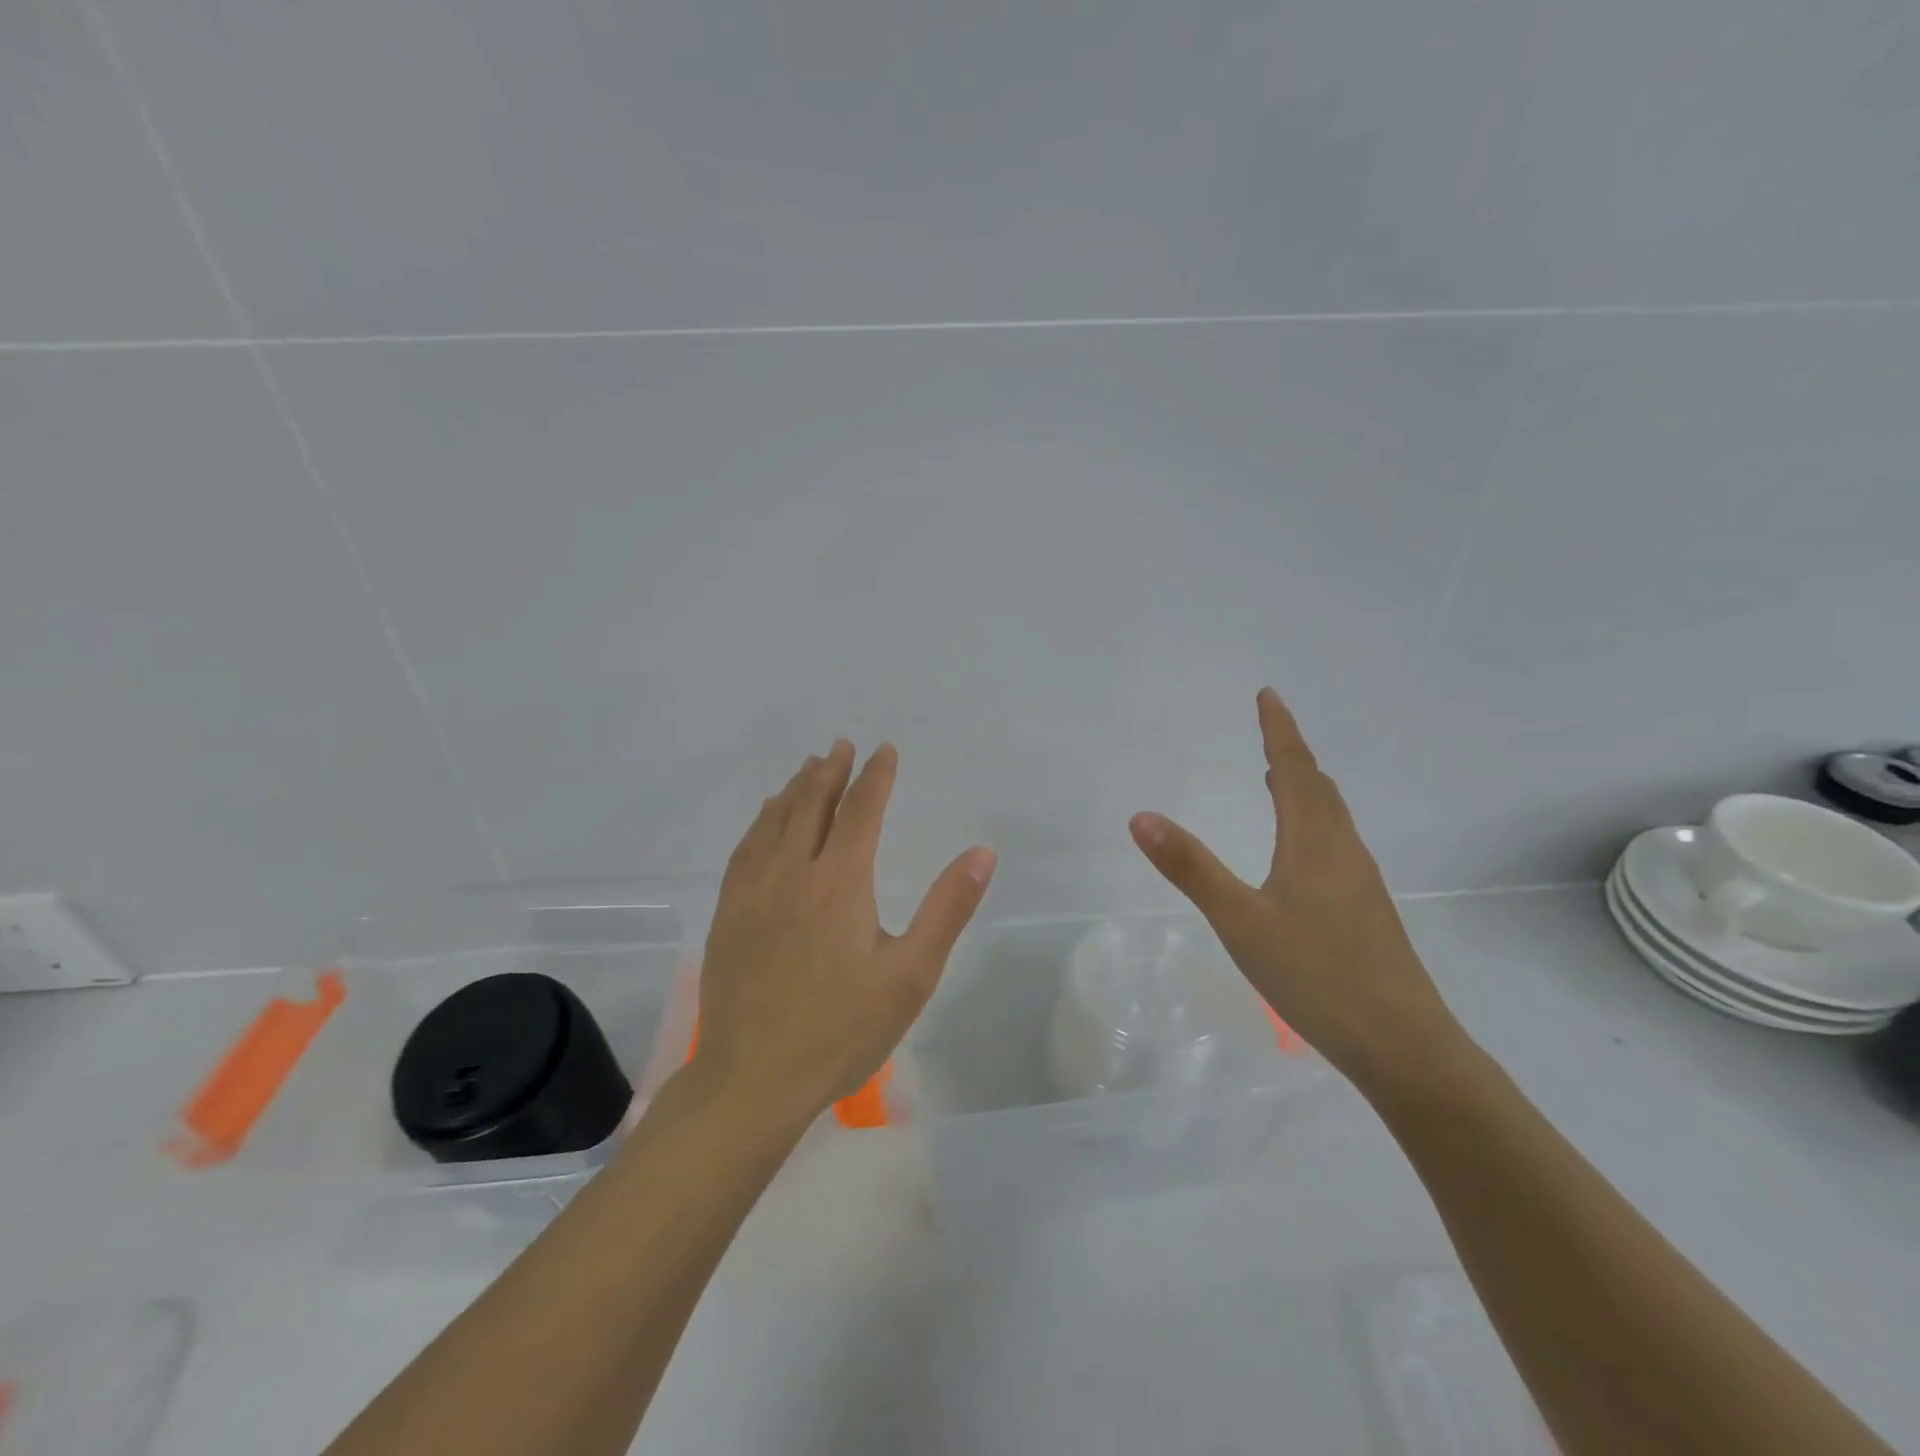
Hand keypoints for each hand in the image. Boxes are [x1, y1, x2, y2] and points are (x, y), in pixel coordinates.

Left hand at [694, 740, 996, 1120]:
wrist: (753, 1079)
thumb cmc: (842, 1030)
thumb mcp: (911, 975)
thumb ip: (947, 909)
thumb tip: (982, 853)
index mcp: (839, 882)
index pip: (860, 811)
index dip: (875, 777)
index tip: (884, 751)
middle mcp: (792, 872)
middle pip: (811, 805)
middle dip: (830, 771)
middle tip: (842, 746)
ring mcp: (753, 892)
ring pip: (774, 821)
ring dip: (795, 789)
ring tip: (808, 768)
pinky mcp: (729, 913)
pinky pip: (745, 849)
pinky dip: (761, 822)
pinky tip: (765, 820)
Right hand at [1129, 689, 1462, 1091]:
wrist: (1403, 1043)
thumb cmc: (1316, 975)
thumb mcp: (1240, 921)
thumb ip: (1190, 868)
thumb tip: (1142, 816)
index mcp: (1313, 842)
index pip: (1293, 769)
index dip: (1278, 730)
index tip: (1268, 694)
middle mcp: (1342, 851)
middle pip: (1319, 788)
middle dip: (1292, 754)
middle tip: (1270, 730)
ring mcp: (1360, 881)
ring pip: (1332, 816)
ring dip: (1305, 787)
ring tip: (1278, 778)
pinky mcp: (1367, 909)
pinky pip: (1336, 842)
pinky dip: (1314, 821)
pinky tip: (1301, 849)